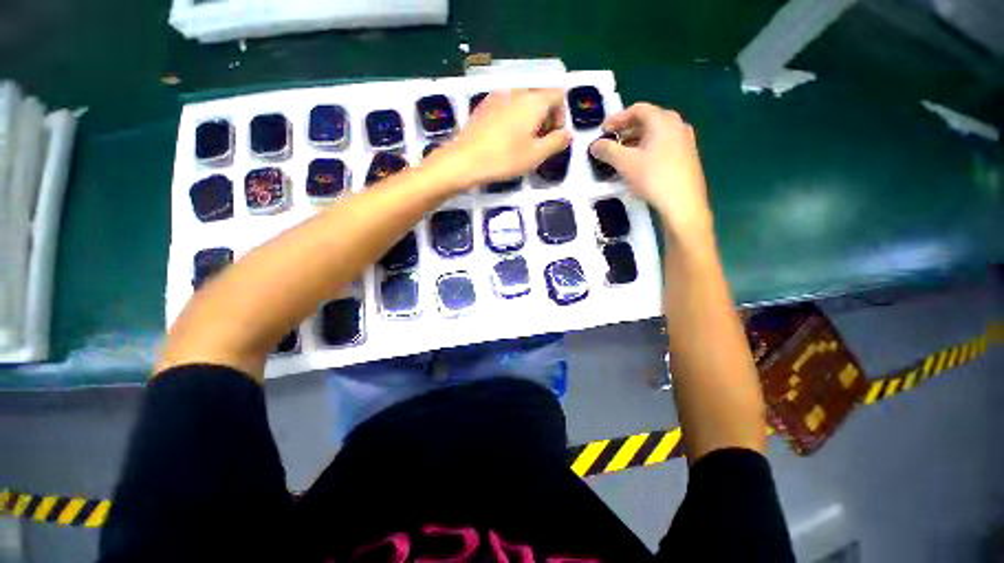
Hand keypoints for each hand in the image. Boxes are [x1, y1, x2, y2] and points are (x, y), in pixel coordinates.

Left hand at [430, 89, 570, 189]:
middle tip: (539, 145)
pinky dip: (513, 120)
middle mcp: (516, 92)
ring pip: (522, 103)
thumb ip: (556, 142)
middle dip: (545, 119)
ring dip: (529, 120)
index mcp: (533, 101)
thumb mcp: (536, 155)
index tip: (553, 137)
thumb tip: (567, 134)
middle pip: (540, 98)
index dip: (561, 115)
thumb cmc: (503, 159)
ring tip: (521, 145)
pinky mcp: (483, 106)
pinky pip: (506, 108)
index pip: (558, 94)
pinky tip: (504, 141)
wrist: (463, 160)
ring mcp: (497, 97)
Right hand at [590, 103, 712, 238]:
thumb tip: (595, 145)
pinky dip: (647, 149)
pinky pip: (663, 145)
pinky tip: (639, 164)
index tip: (603, 130)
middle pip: (647, 120)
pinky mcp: (687, 156)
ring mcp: (685, 140)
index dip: (617, 118)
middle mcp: (677, 124)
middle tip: (611, 141)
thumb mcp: (625, 163)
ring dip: (636, 140)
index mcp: (662, 120)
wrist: (683, 203)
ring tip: (622, 154)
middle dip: (626, 130)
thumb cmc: (653, 177)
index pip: (637, 110)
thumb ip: (607, 150)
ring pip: (655, 134)